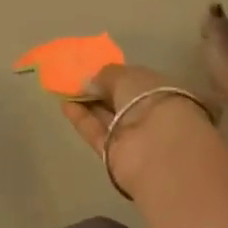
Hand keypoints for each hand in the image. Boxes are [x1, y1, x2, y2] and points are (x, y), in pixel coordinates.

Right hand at [62, 64, 219, 196]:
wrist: (155, 148)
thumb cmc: (148, 100)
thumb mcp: (126, 76)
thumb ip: (107, 75)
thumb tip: (91, 82)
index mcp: (162, 91)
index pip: (137, 82)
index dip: (117, 76)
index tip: (96, 71)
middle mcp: (150, 114)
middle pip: (121, 102)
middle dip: (102, 92)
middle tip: (77, 80)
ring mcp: (133, 137)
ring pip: (108, 118)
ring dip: (89, 105)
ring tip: (65, 90)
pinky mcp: (114, 155)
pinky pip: (96, 133)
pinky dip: (82, 120)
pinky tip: (65, 105)